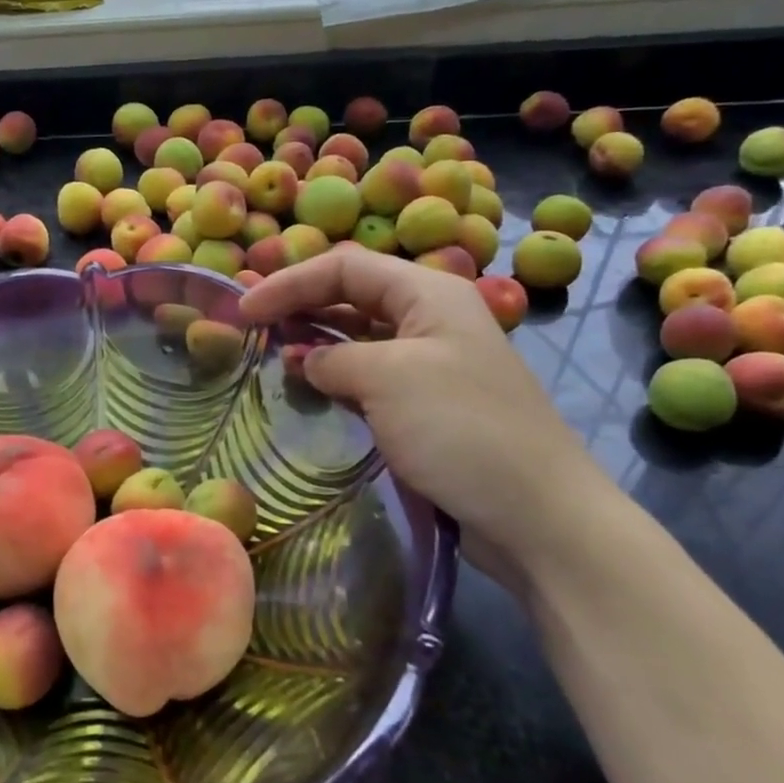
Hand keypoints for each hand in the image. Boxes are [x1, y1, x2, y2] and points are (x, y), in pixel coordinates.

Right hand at [239, 248, 614, 594]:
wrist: (538, 515)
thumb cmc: (462, 429)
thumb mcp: (387, 379)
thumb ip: (333, 360)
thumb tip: (304, 360)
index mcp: (428, 293)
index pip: (346, 267)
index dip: (290, 282)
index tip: (245, 309)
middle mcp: (429, 319)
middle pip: (353, 296)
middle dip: (301, 305)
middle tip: (251, 327)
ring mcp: (430, 363)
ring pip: (359, 338)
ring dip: (316, 341)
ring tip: (271, 356)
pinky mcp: (428, 405)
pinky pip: (371, 376)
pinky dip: (336, 376)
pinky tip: (310, 388)